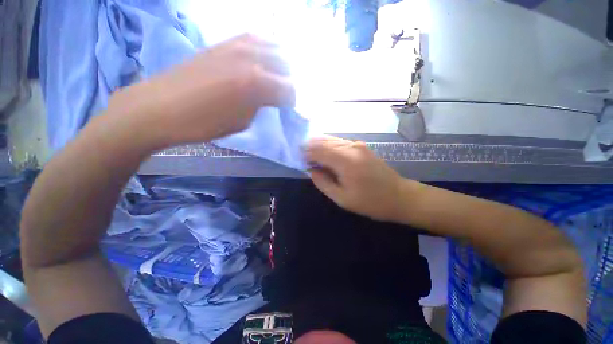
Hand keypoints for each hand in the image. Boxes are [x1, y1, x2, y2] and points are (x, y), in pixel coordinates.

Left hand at [109, 34, 294, 148]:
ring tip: (278, 74)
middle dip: (289, 80)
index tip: (291, 107)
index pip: (289, 89)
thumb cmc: (204, 123)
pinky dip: (264, 48)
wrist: (159, 107)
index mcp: (257, 82)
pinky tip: (261, 58)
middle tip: (285, 92)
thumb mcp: (242, 122)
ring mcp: (235, 45)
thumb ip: (261, 105)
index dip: (293, 100)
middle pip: (284, 64)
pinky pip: (252, 38)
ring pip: (272, 45)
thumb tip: (269, 97)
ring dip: (279, 61)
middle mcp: (251, 57)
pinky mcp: (222, 43)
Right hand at [305, 136, 409, 221]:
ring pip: (331, 140)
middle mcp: (350, 147)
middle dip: (310, 148)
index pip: (317, 149)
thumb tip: (311, 170)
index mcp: (345, 161)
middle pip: (323, 141)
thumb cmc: (370, 202)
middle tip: (303, 159)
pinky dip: (329, 147)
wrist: (399, 196)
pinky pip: (339, 143)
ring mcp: (357, 145)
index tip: (298, 160)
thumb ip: (322, 182)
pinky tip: (325, 156)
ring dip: (319, 146)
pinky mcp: (361, 146)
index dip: (305, 153)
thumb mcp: (342, 198)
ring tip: (312, 158)